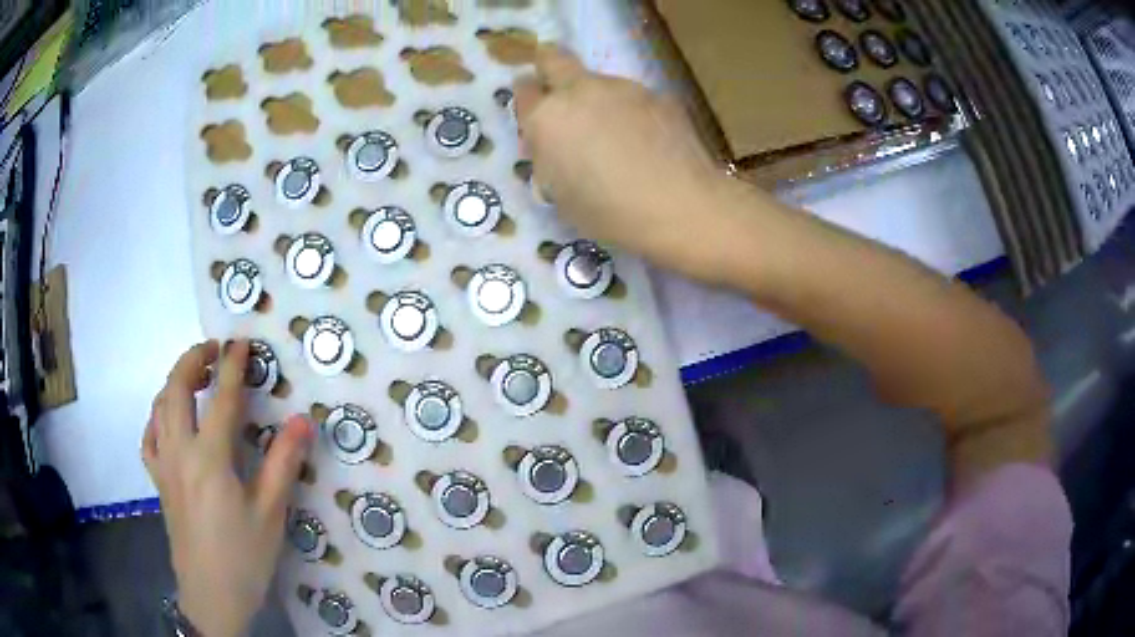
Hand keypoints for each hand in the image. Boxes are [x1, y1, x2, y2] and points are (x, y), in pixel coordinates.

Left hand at [142, 340, 313, 636]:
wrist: (211, 595)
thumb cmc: (244, 557)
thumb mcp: (271, 514)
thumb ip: (283, 464)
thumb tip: (302, 421)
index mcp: (210, 458)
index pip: (221, 398)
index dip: (233, 366)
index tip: (242, 341)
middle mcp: (180, 451)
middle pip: (177, 388)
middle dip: (194, 359)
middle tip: (215, 349)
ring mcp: (164, 465)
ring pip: (160, 406)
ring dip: (176, 381)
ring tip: (195, 376)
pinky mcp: (158, 481)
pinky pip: (150, 436)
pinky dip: (158, 416)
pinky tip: (169, 419)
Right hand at [514, 46, 742, 276]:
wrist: (679, 206)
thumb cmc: (609, 212)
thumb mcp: (559, 193)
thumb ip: (549, 157)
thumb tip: (554, 142)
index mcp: (547, 118)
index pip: (523, 92)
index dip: (527, 101)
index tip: (535, 112)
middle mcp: (579, 91)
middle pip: (553, 59)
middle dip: (548, 67)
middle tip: (556, 90)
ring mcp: (621, 87)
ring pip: (597, 80)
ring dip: (595, 97)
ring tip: (615, 134)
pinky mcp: (656, 94)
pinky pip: (631, 97)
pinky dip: (629, 111)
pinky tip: (645, 140)